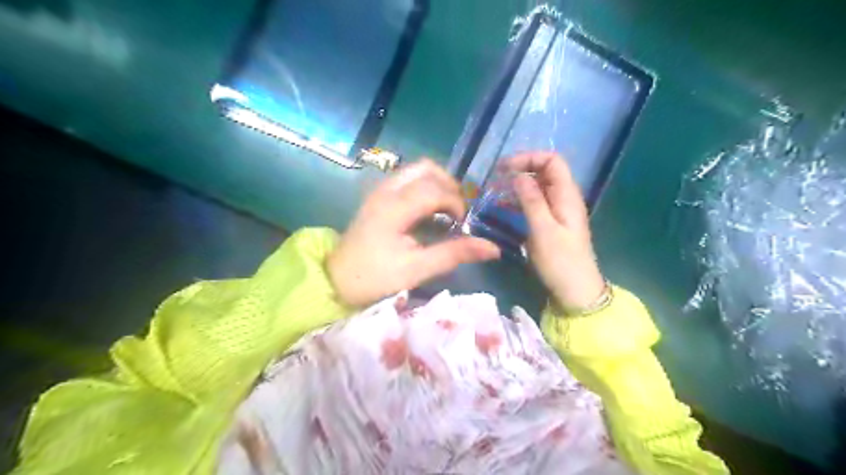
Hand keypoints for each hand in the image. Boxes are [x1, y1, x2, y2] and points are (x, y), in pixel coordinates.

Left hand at [325, 159, 496, 307]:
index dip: (456, 203)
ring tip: (445, 210)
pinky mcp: (378, 196)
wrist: (337, 279)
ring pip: (417, 170)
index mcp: (394, 207)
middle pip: (427, 169)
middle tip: (456, 212)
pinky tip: (428, 211)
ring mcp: (380, 190)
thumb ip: (454, 254)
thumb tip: (492, 248)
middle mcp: (386, 190)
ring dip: (437, 184)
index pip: (435, 189)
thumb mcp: (417, 269)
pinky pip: (407, 179)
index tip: (461, 225)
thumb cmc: (376, 277)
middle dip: (449, 185)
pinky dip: (424, 187)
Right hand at [501, 151, 608, 310]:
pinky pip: (535, 203)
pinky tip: (503, 206)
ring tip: (495, 191)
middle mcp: (564, 198)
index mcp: (567, 195)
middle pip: (545, 171)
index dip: (530, 158)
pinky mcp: (551, 223)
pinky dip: (519, 200)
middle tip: (496, 178)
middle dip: (521, 169)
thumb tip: (518, 175)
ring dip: (518, 185)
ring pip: (538, 187)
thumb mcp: (543, 230)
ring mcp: (558, 211)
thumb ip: (531, 200)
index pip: (552, 161)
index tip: (505, 168)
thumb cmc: (560, 261)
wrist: (575, 290)